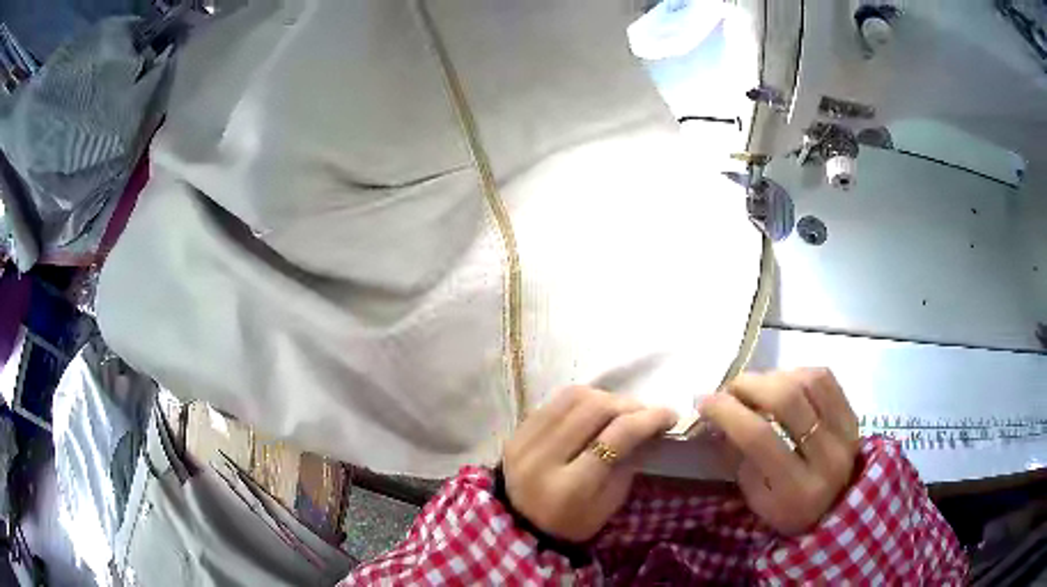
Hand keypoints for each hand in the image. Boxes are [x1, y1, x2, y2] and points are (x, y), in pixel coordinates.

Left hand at [502, 386, 677, 541]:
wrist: (519, 526)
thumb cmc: (572, 523)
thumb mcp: (608, 505)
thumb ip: (627, 464)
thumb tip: (647, 425)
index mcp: (570, 487)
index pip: (615, 437)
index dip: (648, 419)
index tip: (670, 414)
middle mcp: (543, 458)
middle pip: (594, 409)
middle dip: (628, 404)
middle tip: (645, 412)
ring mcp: (524, 441)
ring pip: (573, 398)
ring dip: (605, 397)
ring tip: (620, 409)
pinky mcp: (515, 432)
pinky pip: (554, 401)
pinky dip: (581, 400)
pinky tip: (594, 410)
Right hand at [700, 369, 860, 535]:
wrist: (839, 507)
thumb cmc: (790, 510)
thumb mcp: (758, 501)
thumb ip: (741, 462)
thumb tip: (722, 420)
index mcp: (797, 489)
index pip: (759, 438)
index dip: (728, 412)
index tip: (705, 400)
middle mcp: (827, 456)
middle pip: (787, 399)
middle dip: (751, 385)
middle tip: (731, 388)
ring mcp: (845, 432)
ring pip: (807, 382)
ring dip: (774, 377)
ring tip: (757, 387)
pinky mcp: (853, 414)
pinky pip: (825, 378)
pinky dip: (797, 373)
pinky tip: (784, 382)